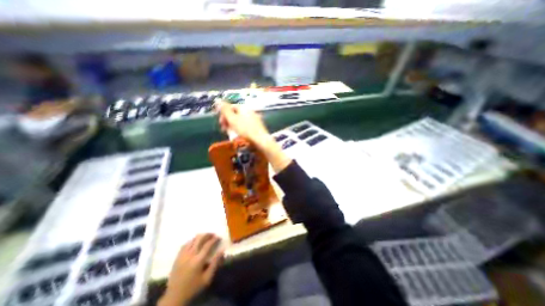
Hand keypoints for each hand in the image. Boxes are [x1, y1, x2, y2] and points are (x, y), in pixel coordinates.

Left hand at [161, 234, 222, 305]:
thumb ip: (215, 263)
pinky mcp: (177, 257)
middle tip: (213, 235)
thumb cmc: (193, 287)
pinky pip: (185, 244)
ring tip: (205, 237)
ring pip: (192, 240)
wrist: (174, 297)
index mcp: (198, 260)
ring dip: (200, 237)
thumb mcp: (207, 278)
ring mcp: (182, 255)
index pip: (208, 244)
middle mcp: (190, 255)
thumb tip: (222, 250)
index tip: (219, 237)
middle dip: (207, 234)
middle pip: (200, 238)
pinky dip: (192, 241)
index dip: (214, 239)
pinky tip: (195, 242)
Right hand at [215, 99, 293, 172]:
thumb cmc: (245, 130)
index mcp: (244, 108)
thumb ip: (225, 110)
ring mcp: (256, 120)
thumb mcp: (232, 119)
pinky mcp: (258, 128)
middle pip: (236, 115)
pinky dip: (241, 130)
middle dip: (229, 121)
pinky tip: (240, 136)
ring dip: (234, 127)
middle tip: (225, 130)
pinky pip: (247, 127)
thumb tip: (218, 100)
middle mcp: (251, 112)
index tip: (220, 123)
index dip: (224, 114)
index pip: (231, 107)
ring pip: (241, 121)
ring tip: (231, 134)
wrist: (261, 141)